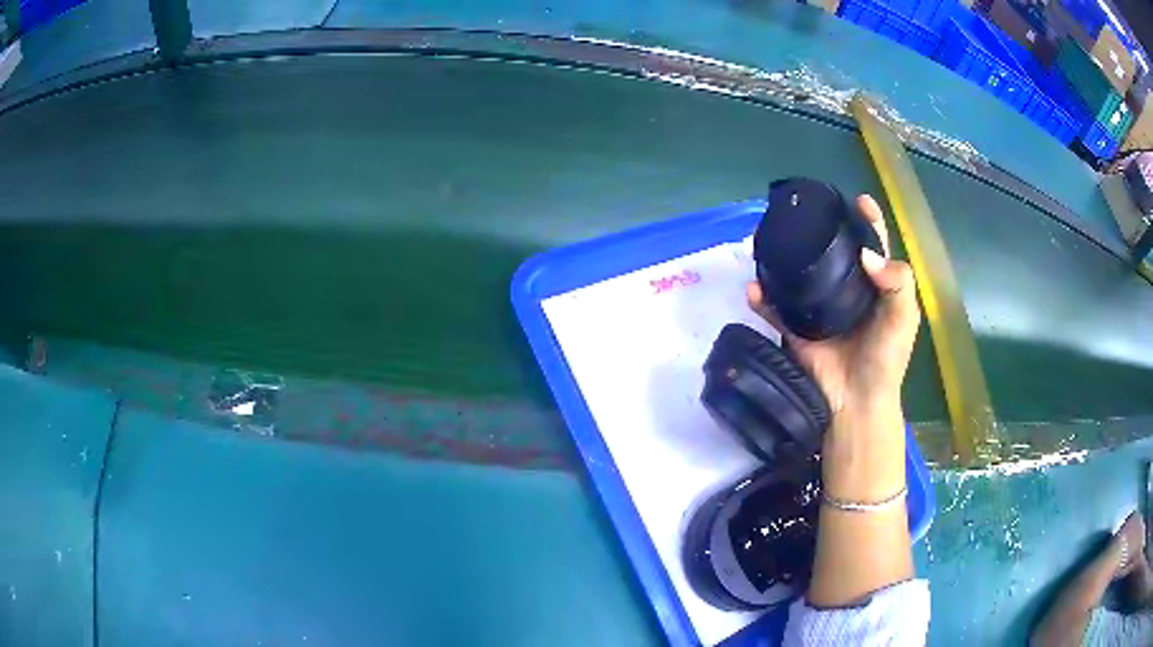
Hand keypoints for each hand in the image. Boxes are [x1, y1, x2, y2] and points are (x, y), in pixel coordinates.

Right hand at [747, 194, 919, 422]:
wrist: (855, 403)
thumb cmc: (885, 360)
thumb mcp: (904, 318)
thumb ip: (897, 282)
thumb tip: (864, 253)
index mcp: (874, 286)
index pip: (873, 247)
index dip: (868, 222)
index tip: (859, 201)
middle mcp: (845, 290)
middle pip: (831, 253)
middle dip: (818, 231)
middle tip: (802, 214)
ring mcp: (817, 308)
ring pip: (799, 274)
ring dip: (783, 258)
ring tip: (766, 240)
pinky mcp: (794, 328)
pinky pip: (774, 308)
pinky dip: (761, 297)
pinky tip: (753, 287)